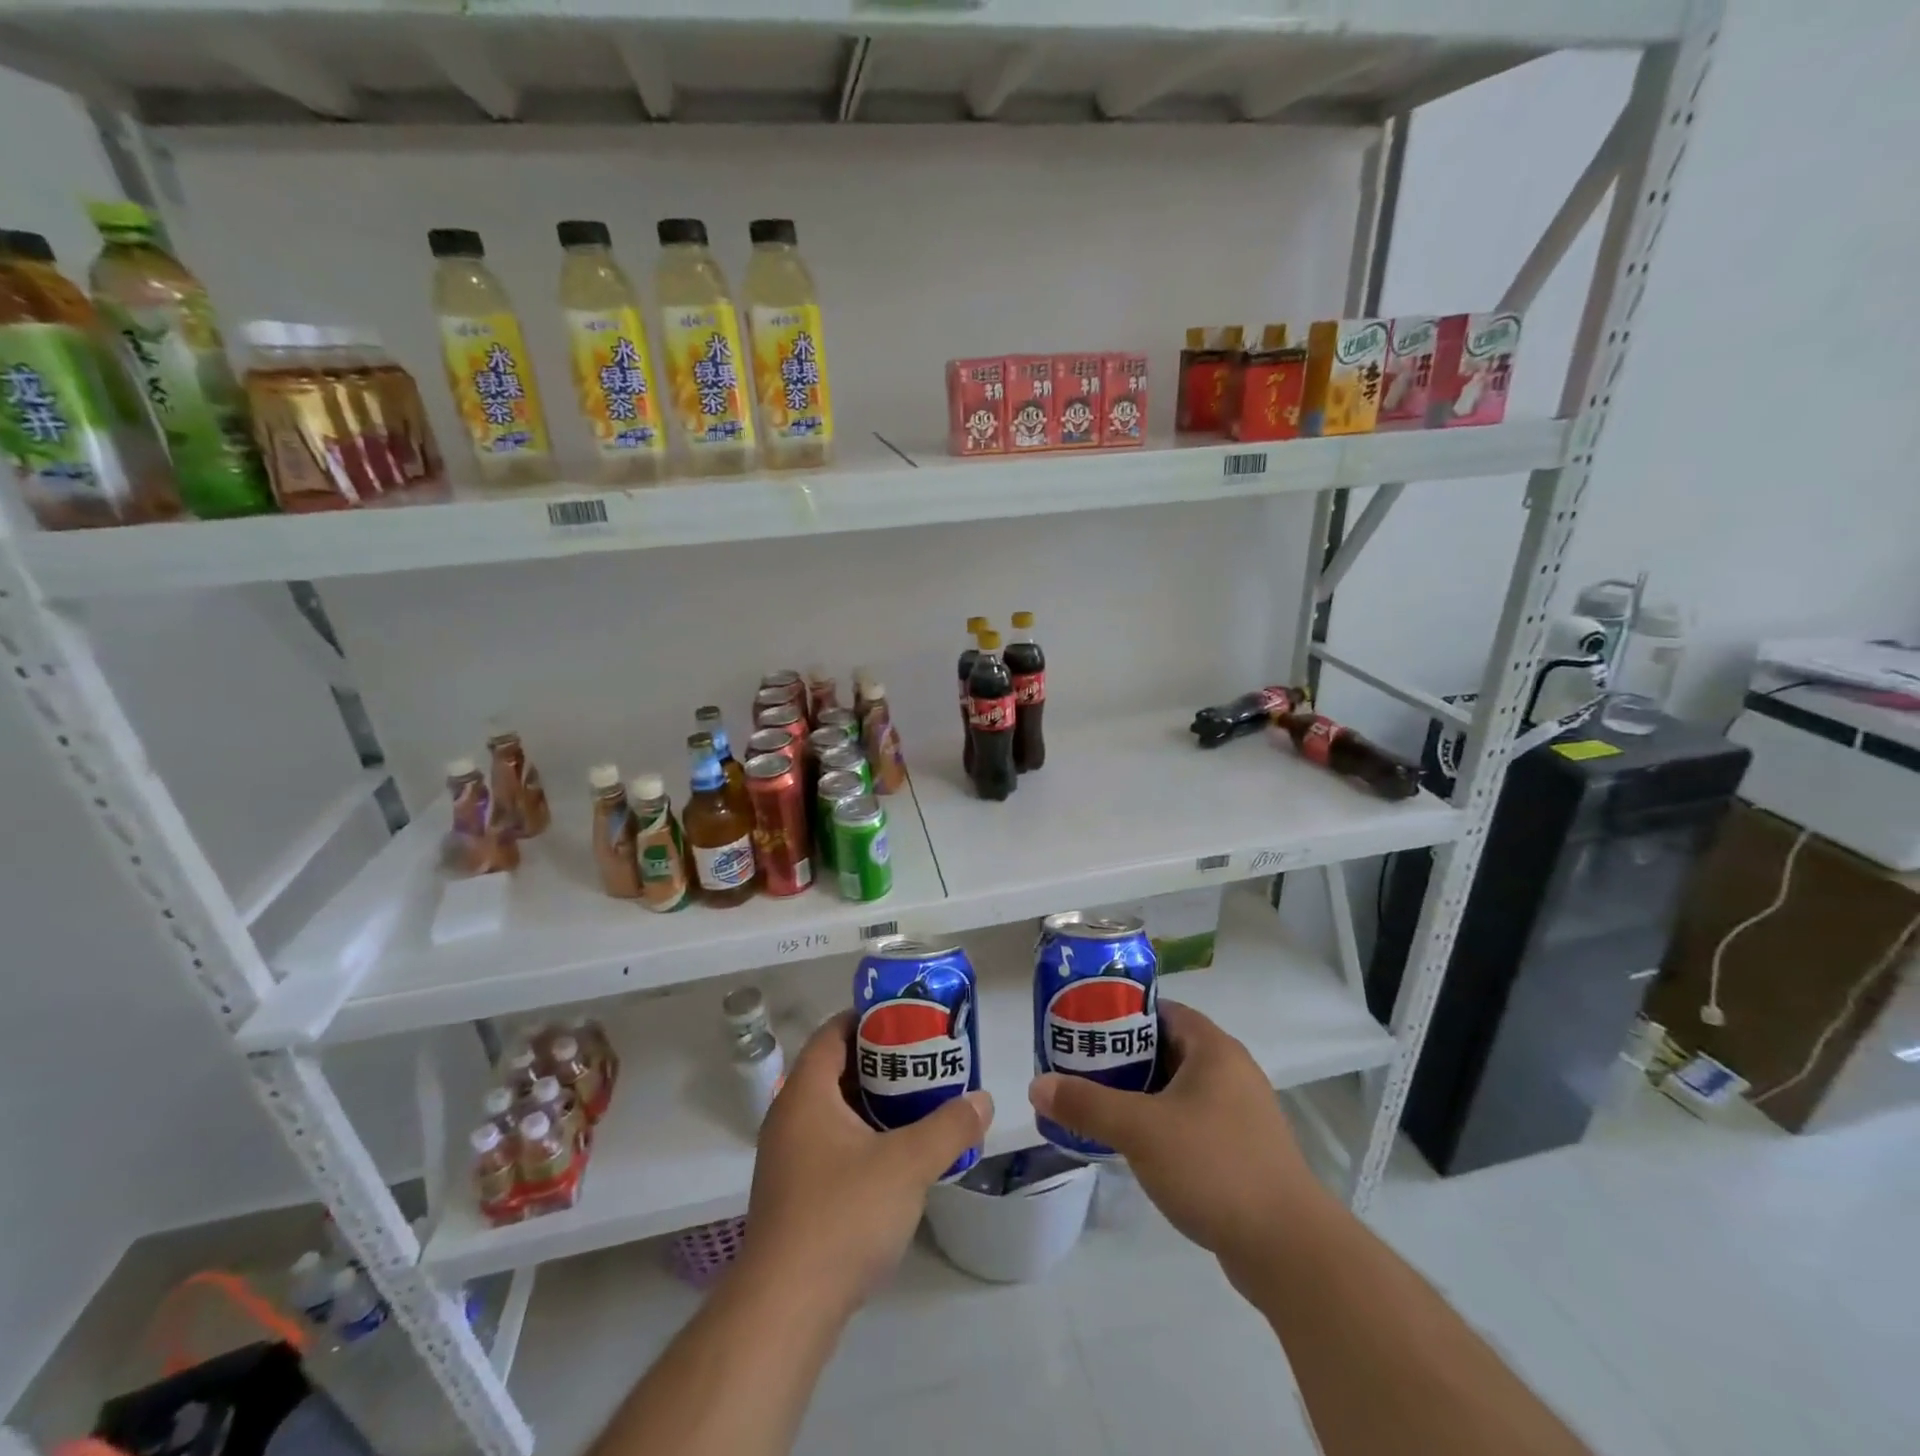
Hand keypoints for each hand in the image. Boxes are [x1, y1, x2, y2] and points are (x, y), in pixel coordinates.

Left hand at [742, 1011, 992, 1313]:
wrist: (785, 1310)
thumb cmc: (842, 1215)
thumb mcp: (907, 1164)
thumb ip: (949, 1127)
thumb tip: (983, 1100)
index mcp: (806, 1093)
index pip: (833, 1032)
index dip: (868, 1018)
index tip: (908, 1018)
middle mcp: (789, 1117)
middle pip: (835, 1069)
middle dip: (880, 1062)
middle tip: (924, 1060)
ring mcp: (787, 1159)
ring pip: (833, 1110)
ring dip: (872, 1103)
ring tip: (918, 1103)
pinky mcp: (793, 1195)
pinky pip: (830, 1144)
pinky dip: (861, 1136)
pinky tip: (895, 1156)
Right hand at [1028, 1002, 1322, 1266]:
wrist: (1290, 1250)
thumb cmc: (1214, 1167)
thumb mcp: (1140, 1130)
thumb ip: (1087, 1104)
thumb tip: (1036, 1085)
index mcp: (1214, 1049)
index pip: (1161, 1010)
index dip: (1120, 1013)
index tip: (1083, 1027)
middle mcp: (1231, 1071)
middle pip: (1166, 1048)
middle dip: (1122, 1057)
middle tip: (1080, 1068)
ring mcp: (1240, 1113)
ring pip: (1177, 1089)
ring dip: (1139, 1094)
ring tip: (1096, 1106)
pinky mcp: (1242, 1151)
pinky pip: (1191, 1121)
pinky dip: (1161, 1124)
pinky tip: (1133, 1147)